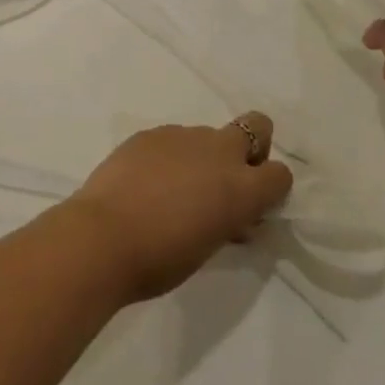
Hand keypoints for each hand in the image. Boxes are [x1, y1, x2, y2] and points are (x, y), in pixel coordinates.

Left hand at [66, 114, 293, 302]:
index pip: (281, 174)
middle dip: (251, 146)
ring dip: (202, 155)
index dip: (270, 188)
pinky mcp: (151, 132)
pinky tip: (146, 180)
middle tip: (225, 177)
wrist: (104, 236)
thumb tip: (231, 215)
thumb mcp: (210, 247)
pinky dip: (169, 155)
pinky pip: (172, 139)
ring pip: (208, 135)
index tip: (252, 205)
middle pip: (256, 126)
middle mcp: (219, 152)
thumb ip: (228, 221)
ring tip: (173, 187)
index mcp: (242, 188)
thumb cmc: (161, 258)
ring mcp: (183, 136)